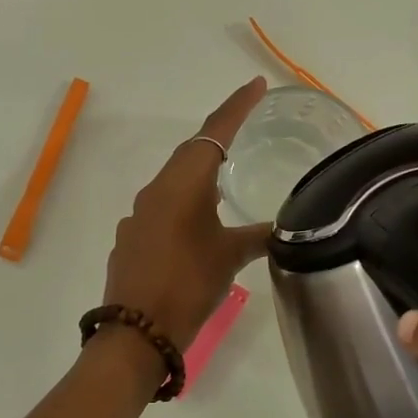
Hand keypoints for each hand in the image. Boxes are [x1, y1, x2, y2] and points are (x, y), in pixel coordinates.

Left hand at [102, 77, 271, 350]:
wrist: (137, 331)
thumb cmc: (188, 285)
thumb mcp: (231, 258)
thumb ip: (259, 236)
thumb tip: (285, 228)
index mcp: (182, 185)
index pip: (213, 134)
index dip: (236, 108)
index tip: (256, 86)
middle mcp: (155, 191)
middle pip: (191, 154)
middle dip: (219, 139)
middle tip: (247, 128)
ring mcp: (139, 216)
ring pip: (174, 183)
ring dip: (200, 176)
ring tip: (227, 181)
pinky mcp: (132, 239)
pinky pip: (162, 209)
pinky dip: (184, 206)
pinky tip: (197, 226)